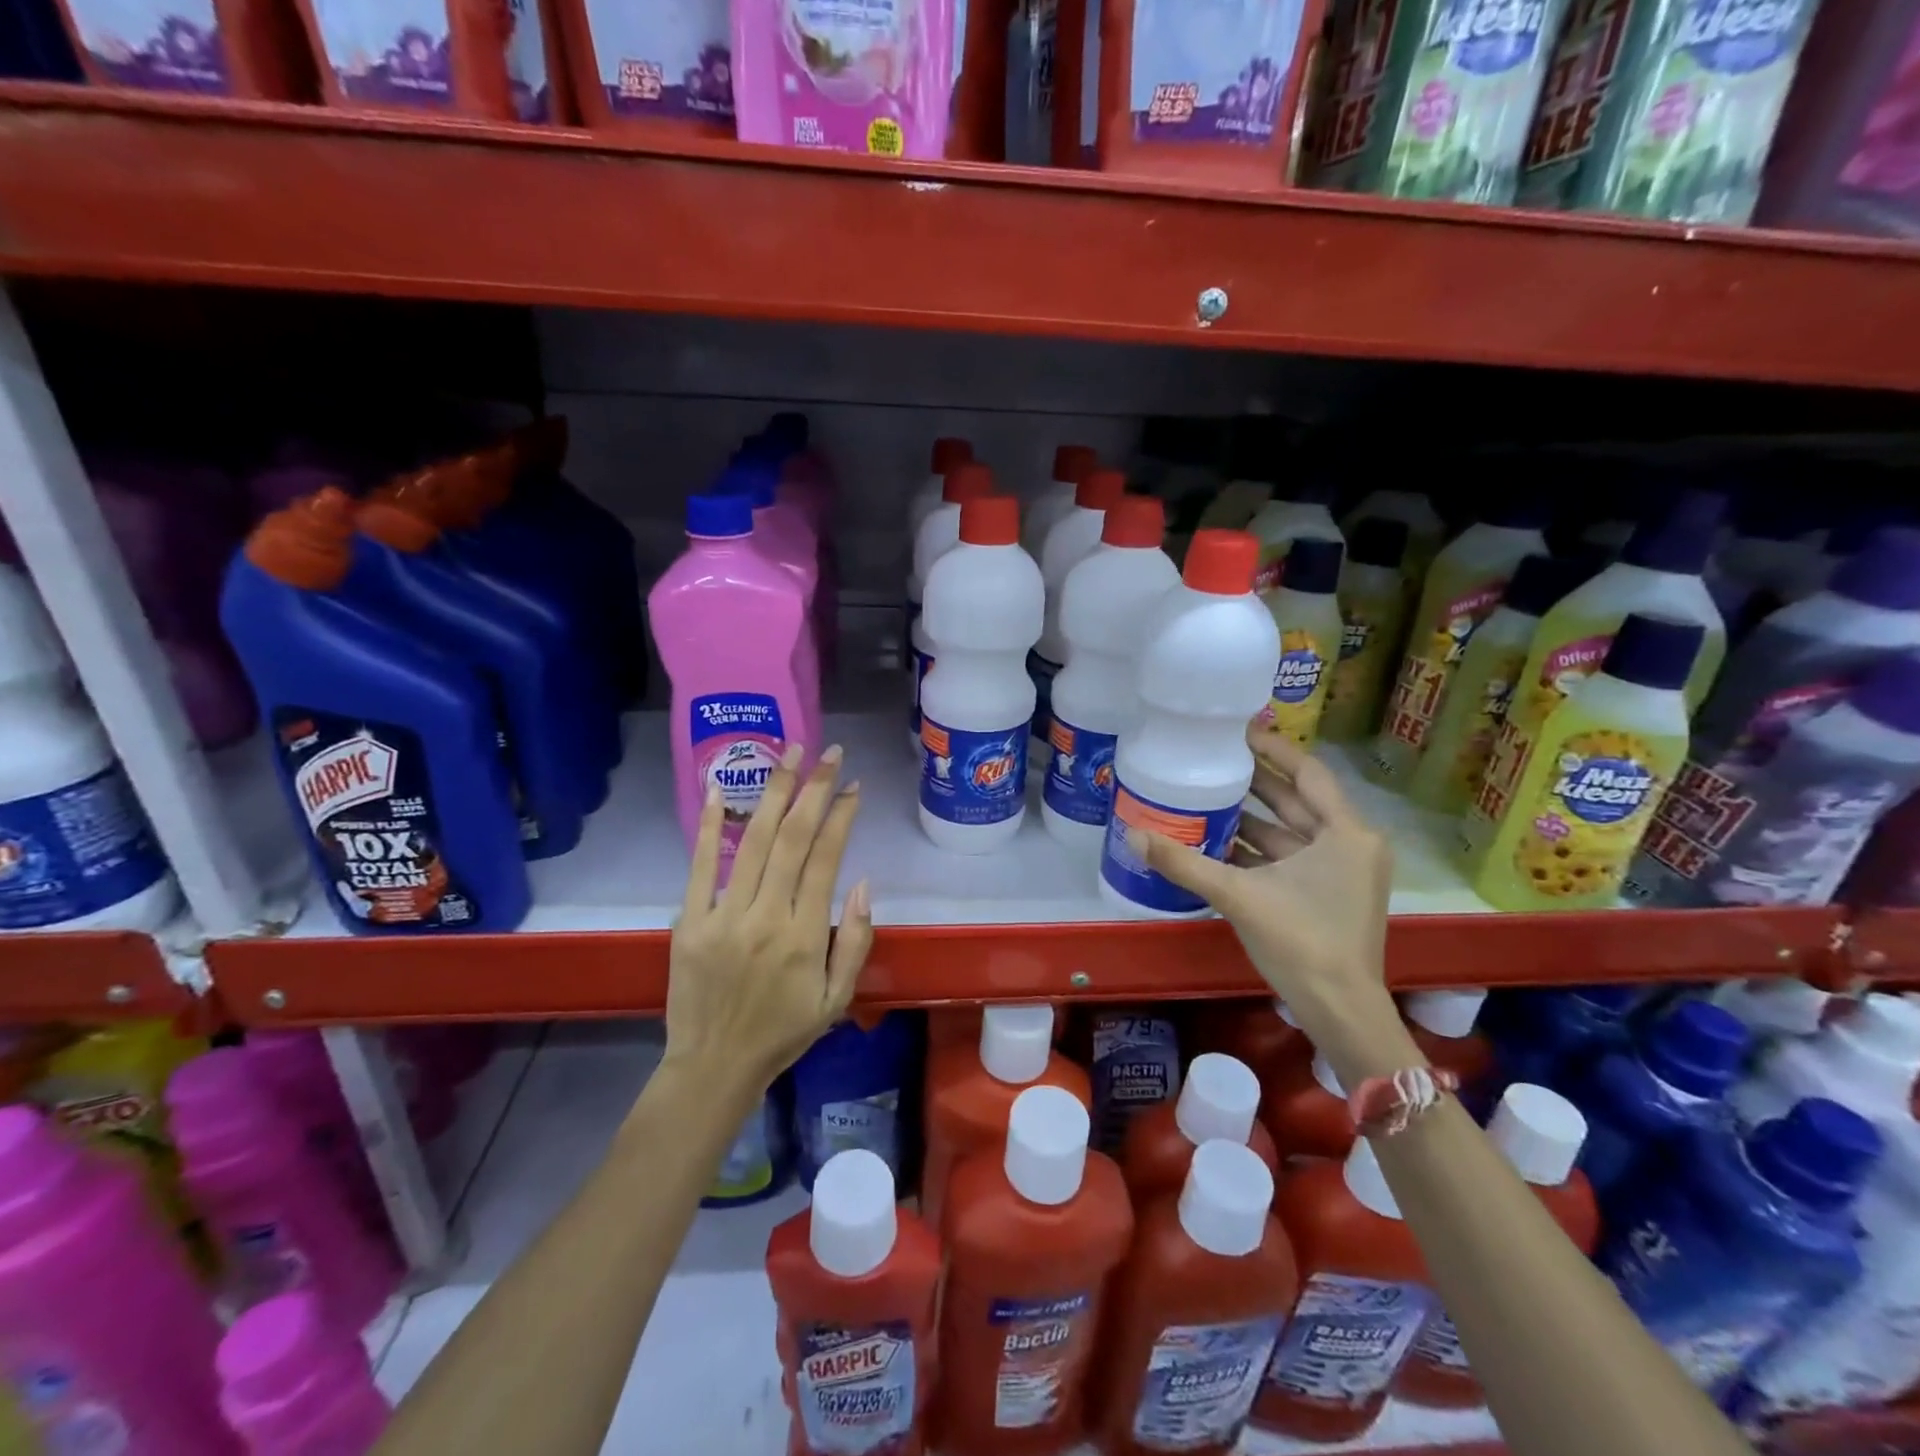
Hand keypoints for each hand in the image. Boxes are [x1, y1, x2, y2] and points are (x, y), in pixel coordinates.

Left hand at [665, 743, 874, 1098]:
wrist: (714, 1066)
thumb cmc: (783, 1032)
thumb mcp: (838, 998)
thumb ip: (855, 940)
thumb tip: (862, 881)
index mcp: (805, 936)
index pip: (825, 859)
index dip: (841, 817)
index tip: (852, 785)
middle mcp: (766, 917)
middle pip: (792, 838)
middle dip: (813, 788)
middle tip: (829, 752)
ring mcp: (723, 916)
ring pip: (753, 841)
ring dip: (773, 792)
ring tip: (788, 752)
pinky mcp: (690, 921)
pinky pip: (700, 865)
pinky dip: (710, 825)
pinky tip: (717, 789)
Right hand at [1128, 725, 1405, 1077]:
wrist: (1339, 1011)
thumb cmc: (1300, 942)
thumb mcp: (1238, 895)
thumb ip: (1184, 863)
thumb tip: (1132, 834)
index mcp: (1345, 833)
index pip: (1307, 772)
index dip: (1272, 748)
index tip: (1236, 731)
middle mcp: (1350, 844)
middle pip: (1297, 800)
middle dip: (1254, 782)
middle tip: (1211, 760)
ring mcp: (1342, 871)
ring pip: (1291, 831)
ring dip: (1252, 817)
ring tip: (1205, 796)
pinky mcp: (1330, 894)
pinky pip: (1290, 858)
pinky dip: (1259, 849)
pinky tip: (1218, 842)